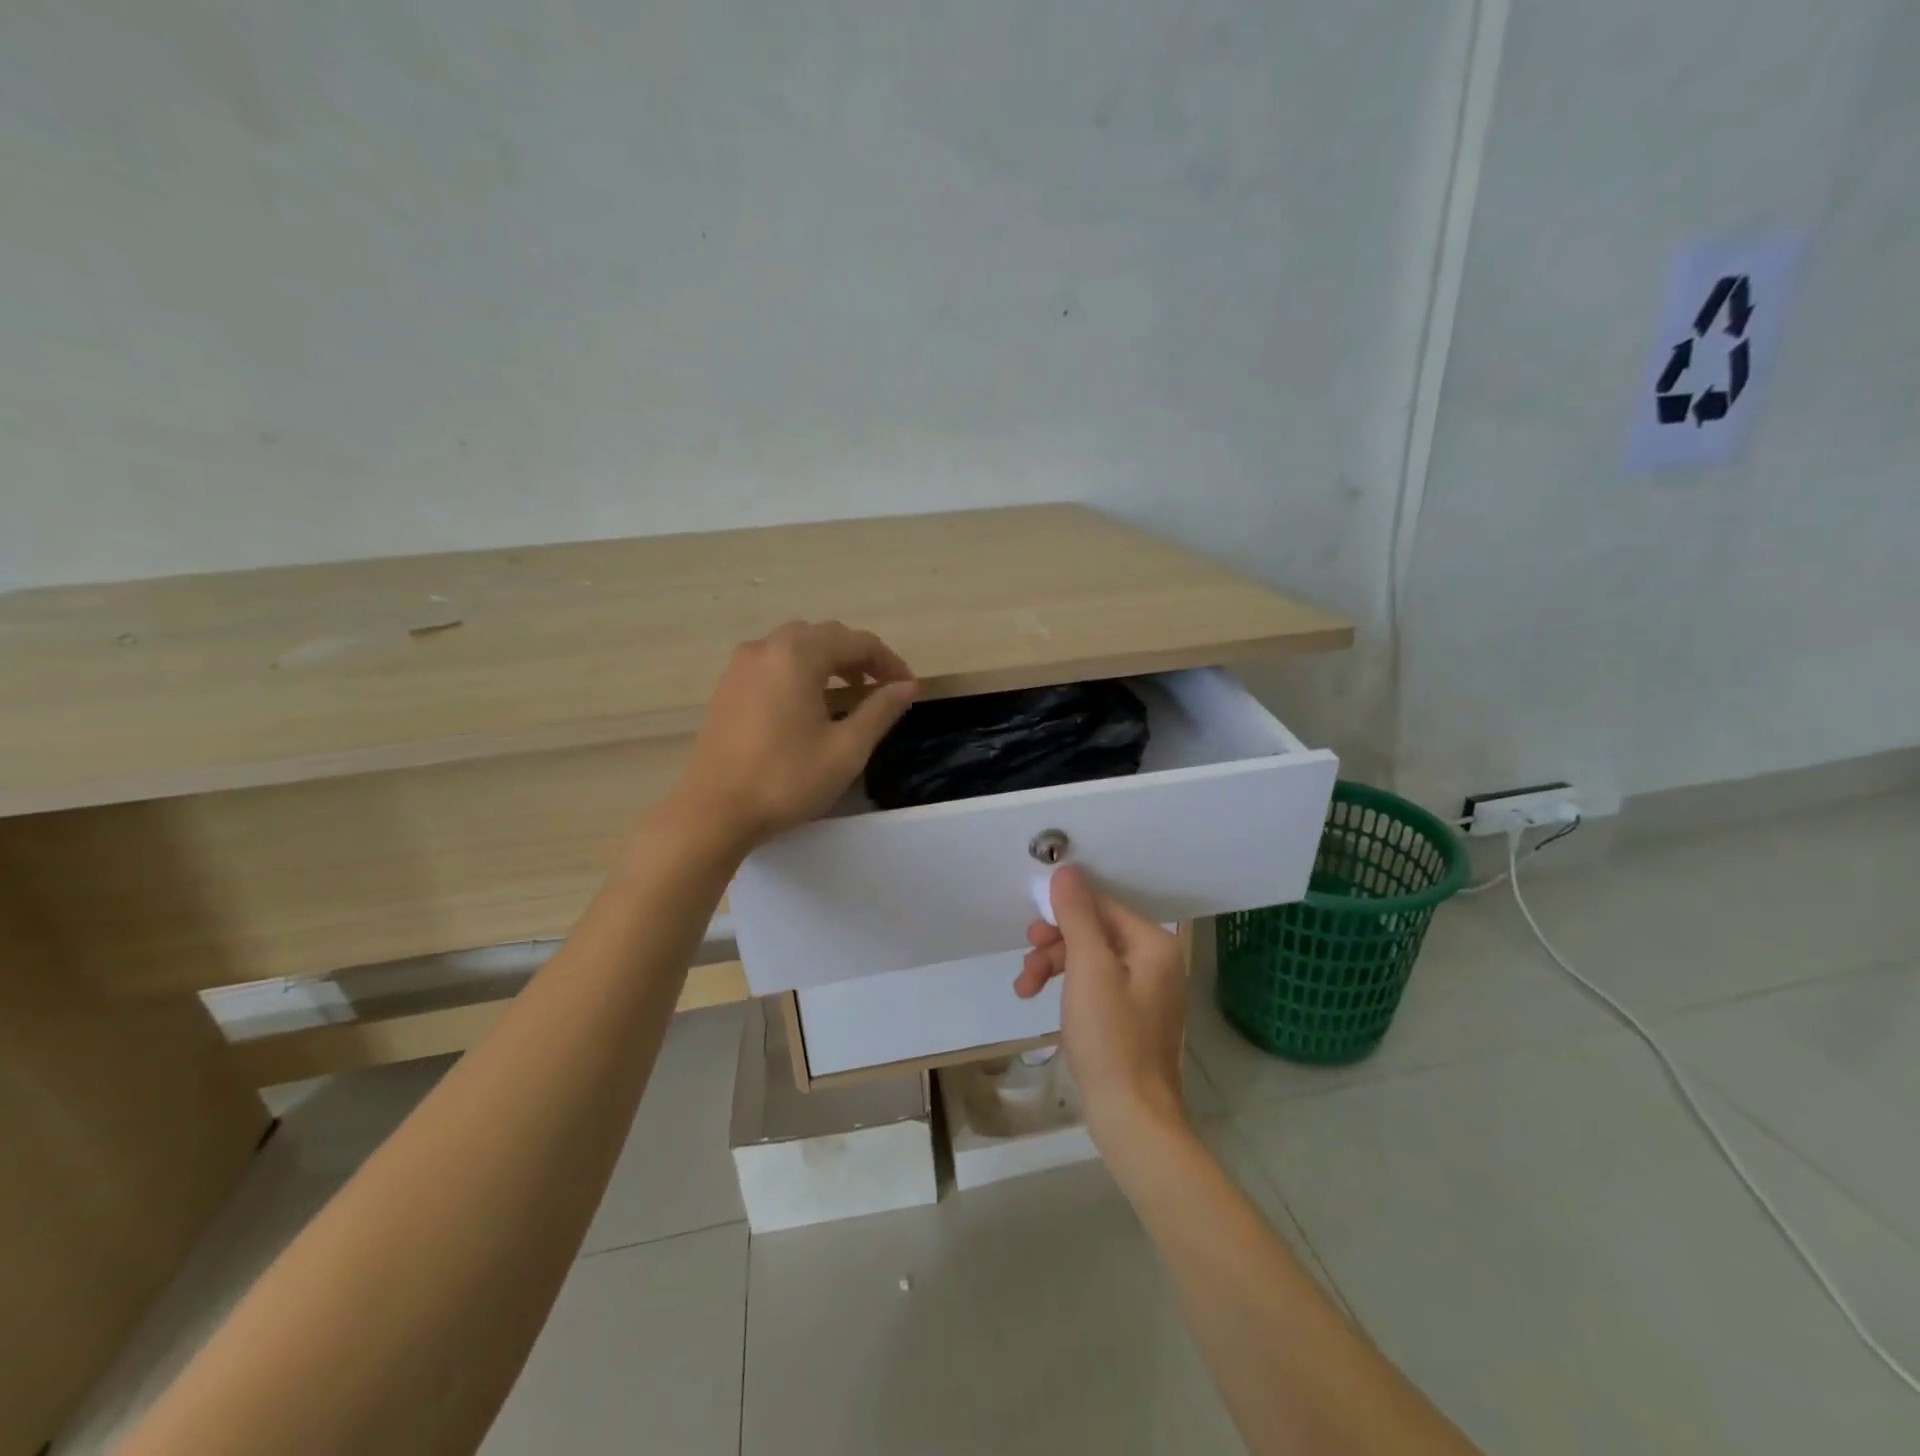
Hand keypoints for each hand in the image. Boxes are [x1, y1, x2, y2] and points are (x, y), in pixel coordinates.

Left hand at [668, 621, 916, 854]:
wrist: (713, 811)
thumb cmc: (786, 779)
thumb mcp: (846, 749)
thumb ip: (880, 710)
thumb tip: (908, 686)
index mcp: (798, 655)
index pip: (857, 642)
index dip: (889, 662)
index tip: (908, 689)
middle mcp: (767, 648)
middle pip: (825, 635)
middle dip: (859, 657)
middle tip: (882, 688)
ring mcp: (741, 666)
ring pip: (796, 646)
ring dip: (829, 661)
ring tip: (849, 693)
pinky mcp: (728, 686)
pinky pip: (774, 662)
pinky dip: (801, 671)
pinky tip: (809, 703)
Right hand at [1014, 866, 1188, 1148]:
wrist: (1132, 1118)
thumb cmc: (1110, 1038)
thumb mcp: (1088, 969)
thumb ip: (1077, 916)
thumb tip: (1067, 871)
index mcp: (1153, 944)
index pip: (1102, 906)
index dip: (1063, 913)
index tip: (1031, 934)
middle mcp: (1155, 961)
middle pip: (1095, 931)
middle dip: (1055, 944)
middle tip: (1028, 962)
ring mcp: (1145, 991)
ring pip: (1090, 959)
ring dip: (1054, 966)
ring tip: (1024, 988)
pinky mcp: (1132, 1016)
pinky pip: (1096, 984)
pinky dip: (1068, 988)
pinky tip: (1045, 1002)